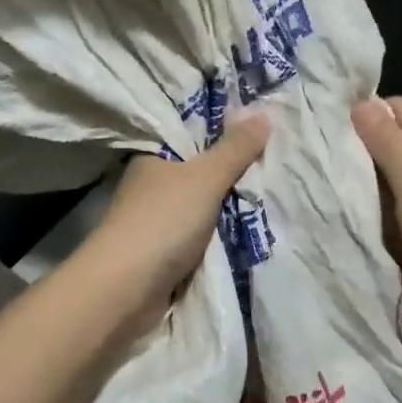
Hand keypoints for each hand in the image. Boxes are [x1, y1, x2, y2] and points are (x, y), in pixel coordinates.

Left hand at [77, 112, 271, 333]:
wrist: (125, 290)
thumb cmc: (162, 222)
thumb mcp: (205, 178)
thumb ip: (234, 149)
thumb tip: (262, 112)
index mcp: (152, 157)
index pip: (191, 135)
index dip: (223, 130)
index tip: (260, 129)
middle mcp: (151, 185)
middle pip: (199, 172)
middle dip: (231, 172)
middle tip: (276, 162)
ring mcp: (155, 221)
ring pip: (201, 206)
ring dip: (227, 207)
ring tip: (271, 194)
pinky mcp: (162, 253)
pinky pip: (200, 236)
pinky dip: (219, 235)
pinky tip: (249, 230)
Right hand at [351, 96, 401, 347]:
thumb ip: (387, 144)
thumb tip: (361, 104)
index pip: (400, 109)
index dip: (366, 114)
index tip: (328, 129)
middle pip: (400, 140)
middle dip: (365, 149)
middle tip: (324, 160)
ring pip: (399, 174)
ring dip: (372, 181)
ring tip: (333, 185)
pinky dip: (384, 206)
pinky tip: (359, 214)